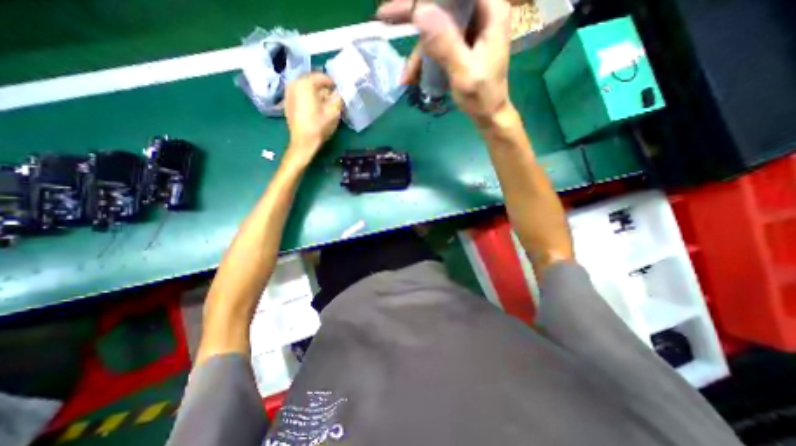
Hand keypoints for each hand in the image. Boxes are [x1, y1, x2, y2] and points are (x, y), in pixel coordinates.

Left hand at [283, 71, 341, 165]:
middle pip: (311, 81)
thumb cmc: (319, 126)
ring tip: (324, 102)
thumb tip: (339, 93)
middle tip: (332, 96)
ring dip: (315, 93)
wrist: (303, 141)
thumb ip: (338, 98)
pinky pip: (299, 95)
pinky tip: (314, 107)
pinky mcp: (287, 103)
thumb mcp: (334, 112)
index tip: (339, 89)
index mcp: (305, 83)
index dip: (332, 82)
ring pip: (305, 88)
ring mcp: (288, 93)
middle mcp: (294, 84)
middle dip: (323, 88)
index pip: (321, 77)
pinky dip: (307, 98)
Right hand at [378, 0, 511, 127]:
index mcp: (490, 11)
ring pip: (436, 25)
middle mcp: (480, 12)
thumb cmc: (482, 97)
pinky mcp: (461, 43)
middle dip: (414, 13)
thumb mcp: (464, 73)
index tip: (407, 5)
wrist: (487, 115)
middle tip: (385, 17)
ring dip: (418, 51)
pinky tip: (413, 76)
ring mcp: (469, 29)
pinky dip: (424, 59)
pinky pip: (437, 42)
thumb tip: (420, 12)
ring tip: (407, 76)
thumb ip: (445, 45)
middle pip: (443, 3)